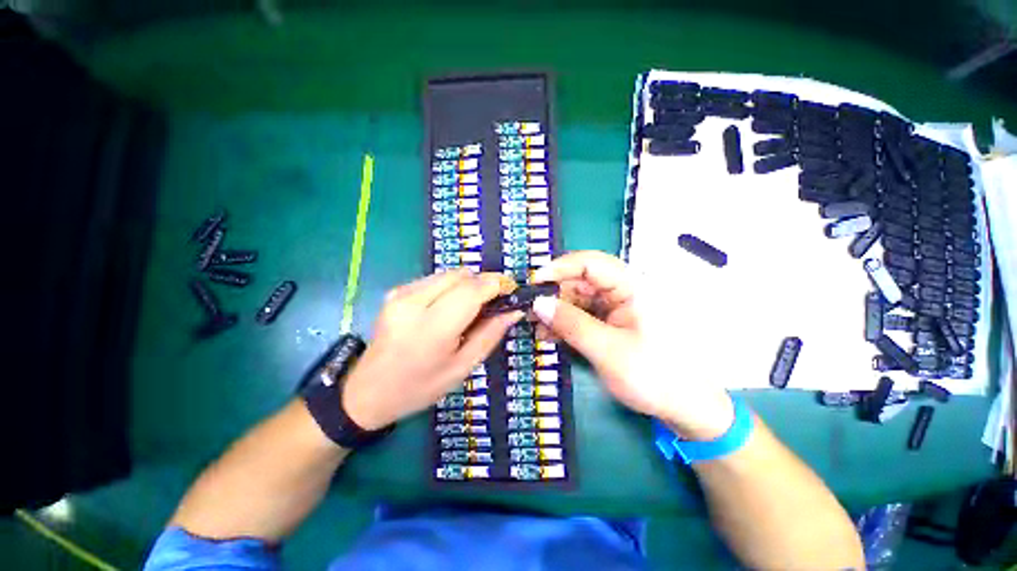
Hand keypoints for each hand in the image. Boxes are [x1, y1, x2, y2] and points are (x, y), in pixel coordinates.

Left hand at [342, 270, 522, 430]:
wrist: (368, 390)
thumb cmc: (420, 387)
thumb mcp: (462, 368)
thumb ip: (490, 335)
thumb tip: (514, 311)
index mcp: (432, 328)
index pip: (472, 290)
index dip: (496, 284)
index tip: (511, 289)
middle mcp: (413, 302)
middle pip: (462, 275)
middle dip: (483, 283)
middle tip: (493, 303)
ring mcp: (401, 293)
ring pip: (450, 274)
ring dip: (467, 285)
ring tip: (470, 309)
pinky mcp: (396, 290)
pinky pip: (436, 278)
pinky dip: (451, 287)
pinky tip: (448, 308)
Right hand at [531, 251, 734, 440]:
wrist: (684, 407)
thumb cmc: (654, 376)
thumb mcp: (607, 350)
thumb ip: (571, 324)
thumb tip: (538, 303)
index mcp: (632, 287)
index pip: (590, 263)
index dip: (559, 268)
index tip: (534, 284)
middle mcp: (623, 290)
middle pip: (580, 280)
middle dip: (554, 295)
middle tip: (531, 312)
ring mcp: (616, 306)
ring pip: (578, 298)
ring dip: (556, 312)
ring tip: (538, 329)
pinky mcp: (611, 320)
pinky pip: (582, 313)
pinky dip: (565, 322)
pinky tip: (550, 335)